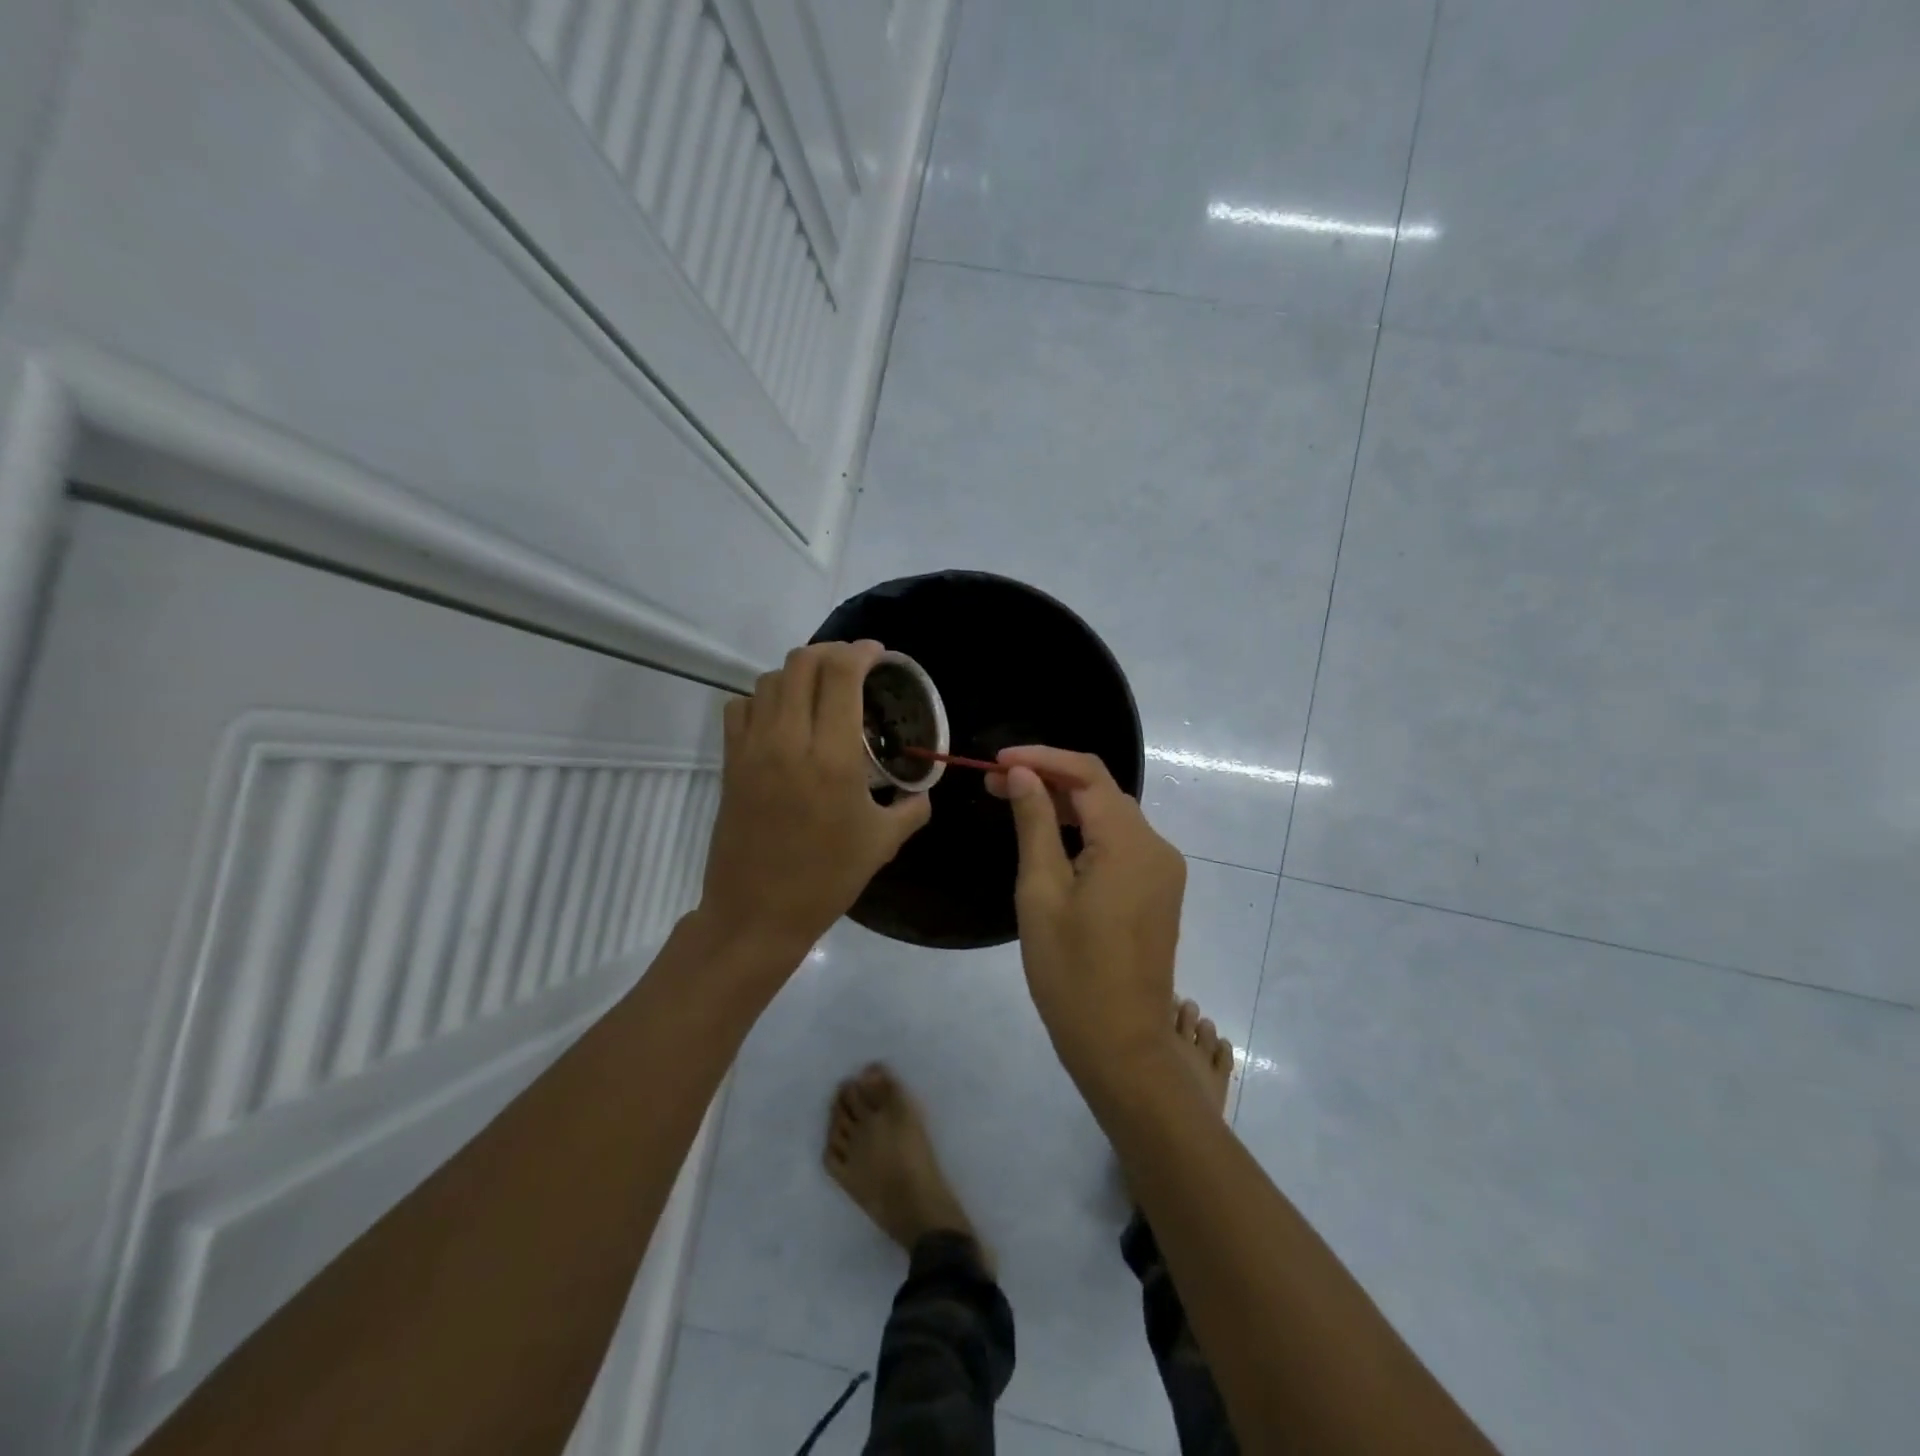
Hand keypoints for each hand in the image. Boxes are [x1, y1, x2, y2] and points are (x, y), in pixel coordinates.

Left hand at [696, 641, 932, 958]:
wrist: (757, 912)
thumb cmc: (827, 879)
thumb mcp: (883, 843)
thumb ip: (912, 807)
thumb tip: (921, 789)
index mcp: (834, 756)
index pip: (841, 674)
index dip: (861, 652)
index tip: (878, 654)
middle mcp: (789, 740)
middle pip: (802, 662)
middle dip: (831, 652)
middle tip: (852, 665)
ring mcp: (753, 748)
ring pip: (769, 679)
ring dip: (798, 673)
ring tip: (820, 689)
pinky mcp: (730, 762)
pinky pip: (741, 707)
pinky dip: (763, 698)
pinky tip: (782, 717)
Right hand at [991, 746, 1185, 1078]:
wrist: (1121, 1045)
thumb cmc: (1071, 973)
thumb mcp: (1041, 893)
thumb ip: (1034, 824)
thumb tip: (1023, 774)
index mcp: (1129, 844)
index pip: (1087, 774)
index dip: (1042, 757)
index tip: (997, 760)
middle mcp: (1156, 847)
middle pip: (1101, 792)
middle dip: (1050, 779)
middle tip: (995, 784)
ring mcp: (1163, 870)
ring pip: (1111, 816)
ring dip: (1066, 804)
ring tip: (1014, 803)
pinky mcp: (1158, 890)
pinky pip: (1121, 843)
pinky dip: (1085, 831)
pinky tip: (1051, 837)